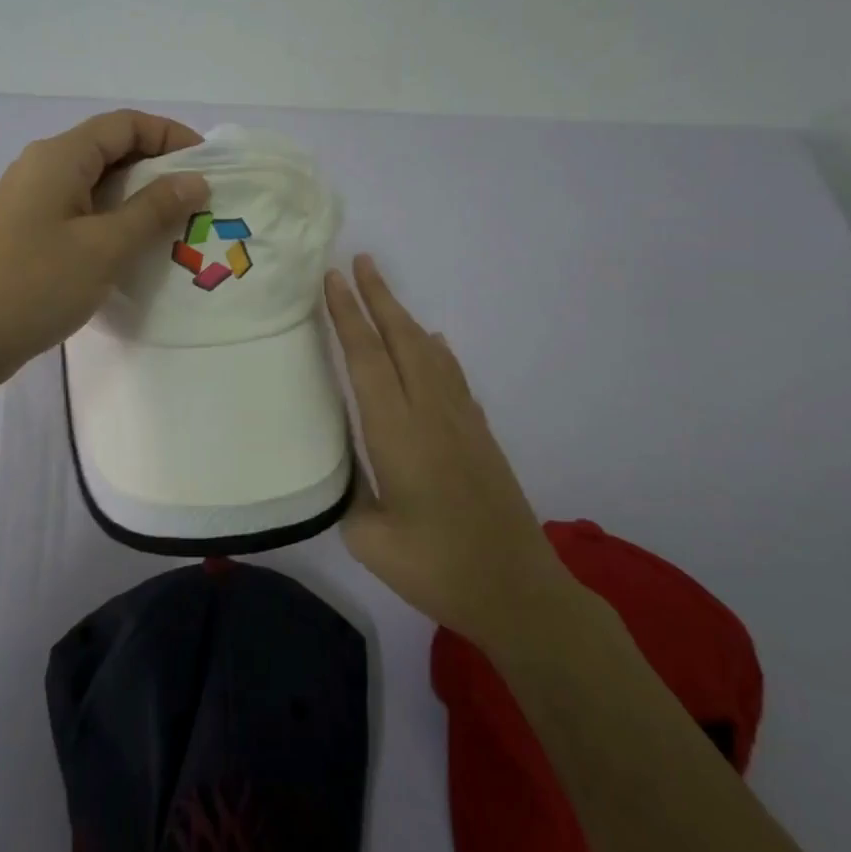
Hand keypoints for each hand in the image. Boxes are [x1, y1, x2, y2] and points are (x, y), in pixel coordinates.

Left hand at [0, 110, 209, 388]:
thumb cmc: (35, 285)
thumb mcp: (104, 247)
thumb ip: (153, 210)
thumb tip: (195, 180)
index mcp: (59, 157)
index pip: (125, 124)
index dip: (170, 135)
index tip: (207, 165)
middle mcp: (43, 166)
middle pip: (110, 149)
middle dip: (158, 168)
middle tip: (197, 201)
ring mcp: (32, 200)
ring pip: (96, 182)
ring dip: (137, 197)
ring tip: (174, 225)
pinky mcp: (28, 230)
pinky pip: (81, 209)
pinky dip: (113, 219)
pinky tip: (133, 248)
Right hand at [325, 256, 568, 651]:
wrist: (518, 590)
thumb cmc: (437, 568)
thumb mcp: (369, 539)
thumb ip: (348, 492)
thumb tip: (344, 464)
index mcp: (397, 433)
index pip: (366, 359)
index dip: (348, 316)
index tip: (332, 279)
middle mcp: (430, 413)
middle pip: (401, 339)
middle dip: (378, 297)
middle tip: (359, 260)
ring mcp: (461, 420)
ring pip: (429, 352)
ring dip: (404, 317)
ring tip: (384, 292)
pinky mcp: (480, 434)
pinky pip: (453, 375)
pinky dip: (437, 350)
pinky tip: (433, 343)